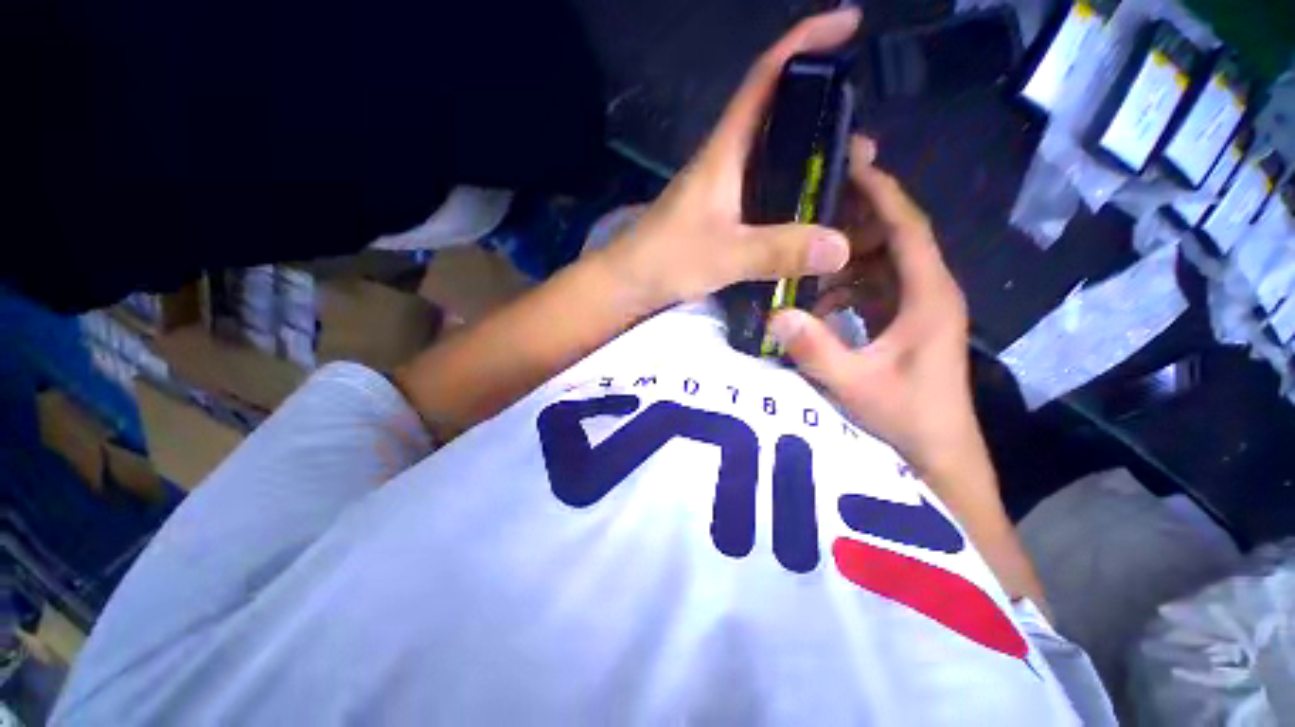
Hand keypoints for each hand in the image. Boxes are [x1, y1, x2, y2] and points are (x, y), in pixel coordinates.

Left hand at [596, 8, 860, 309]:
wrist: (629, 282)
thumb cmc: (665, 260)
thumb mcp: (723, 255)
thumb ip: (777, 251)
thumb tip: (841, 247)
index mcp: (723, 153)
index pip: (764, 79)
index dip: (804, 43)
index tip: (847, 23)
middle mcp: (724, 162)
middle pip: (776, 117)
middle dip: (822, 113)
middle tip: (862, 139)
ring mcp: (722, 190)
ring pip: (772, 158)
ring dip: (809, 158)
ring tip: (846, 173)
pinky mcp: (720, 215)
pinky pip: (765, 191)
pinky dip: (791, 191)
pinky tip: (808, 209)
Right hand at [767, 150, 978, 481]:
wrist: (937, 450)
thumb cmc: (906, 416)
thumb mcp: (854, 384)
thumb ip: (816, 349)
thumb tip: (775, 314)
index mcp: (927, 295)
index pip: (906, 228)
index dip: (880, 193)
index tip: (849, 165)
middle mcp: (928, 291)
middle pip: (893, 238)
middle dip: (855, 222)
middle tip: (808, 210)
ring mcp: (917, 306)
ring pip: (881, 263)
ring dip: (846, 257)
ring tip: (805, 256)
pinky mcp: (905, 321)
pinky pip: (875, 288)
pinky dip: (847, 285)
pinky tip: (818, 298)